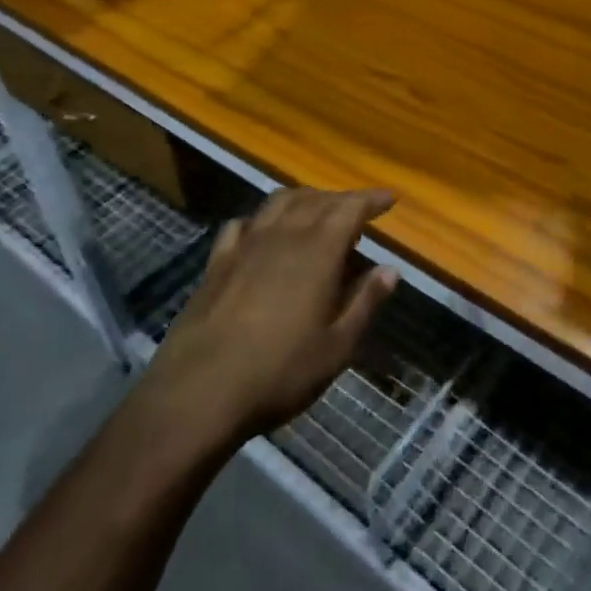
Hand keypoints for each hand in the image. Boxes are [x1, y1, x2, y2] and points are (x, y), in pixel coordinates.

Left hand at [142, 188, 399, 446]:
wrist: (199, 391)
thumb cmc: (280, 372)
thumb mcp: (337, 347)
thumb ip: (365, 302)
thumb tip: (391, 269)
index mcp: (318, 251)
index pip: (350, 208)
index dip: (371, 199)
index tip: (389, 199)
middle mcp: (283, 235)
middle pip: (316, 199)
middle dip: (341, 200)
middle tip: (357, 213)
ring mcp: (246, 244)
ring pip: (279, 202)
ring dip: (303, 200)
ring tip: (316, 213)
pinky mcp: (217, 261)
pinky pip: (243, 224)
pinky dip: (261, 219)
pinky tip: (263, 233)